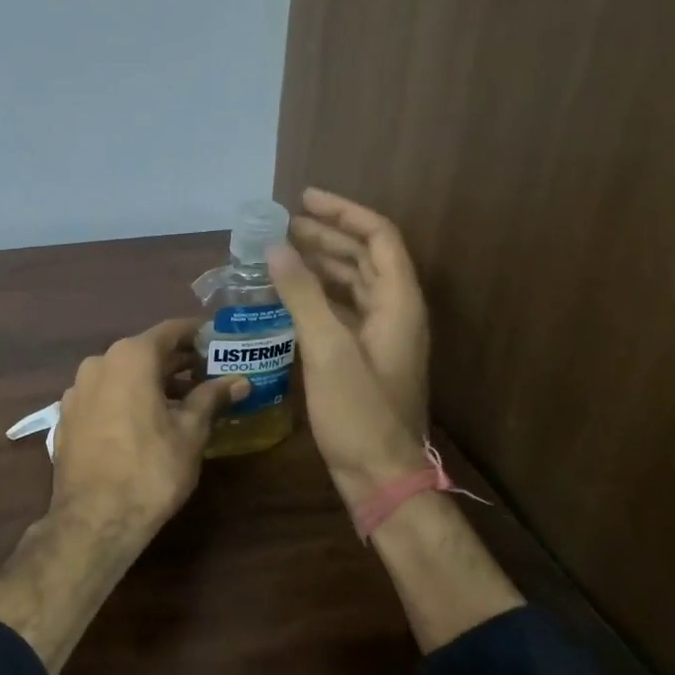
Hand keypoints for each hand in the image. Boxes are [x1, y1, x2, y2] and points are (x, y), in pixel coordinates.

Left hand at [51, 318, 246, 546]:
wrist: (94, 520)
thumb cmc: (150, 470)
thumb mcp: (191, 432)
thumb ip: (212, 398)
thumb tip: (240, 380)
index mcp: (130, 357)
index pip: (171, 331)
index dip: (197, 334)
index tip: (219, 340)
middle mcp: (98, 363)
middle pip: (145, 352)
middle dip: (177, 362)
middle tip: (209, 372)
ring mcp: (77, 390)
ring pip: (122, 374)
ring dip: (151, 382)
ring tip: (182, 401)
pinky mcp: (67, 417)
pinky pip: (104, 396)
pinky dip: (127, 399)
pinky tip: (145, 422)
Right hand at [270, 192, 428, 509]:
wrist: (381, 476)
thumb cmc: (359, 413)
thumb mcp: (328, 350)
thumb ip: (303, 295)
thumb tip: (276, 248)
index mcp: (398, 303)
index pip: (378, 237)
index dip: (343, 213)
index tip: (304, 199)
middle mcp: (395, 312)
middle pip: (365, 257)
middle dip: (327, 236)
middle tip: (284, 225)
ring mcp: (382, 337)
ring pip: (353, 285)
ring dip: (321, 264)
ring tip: (281, 252)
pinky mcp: (365, 358)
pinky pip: (342, 311)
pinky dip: (317, 296)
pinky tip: (288, 297)